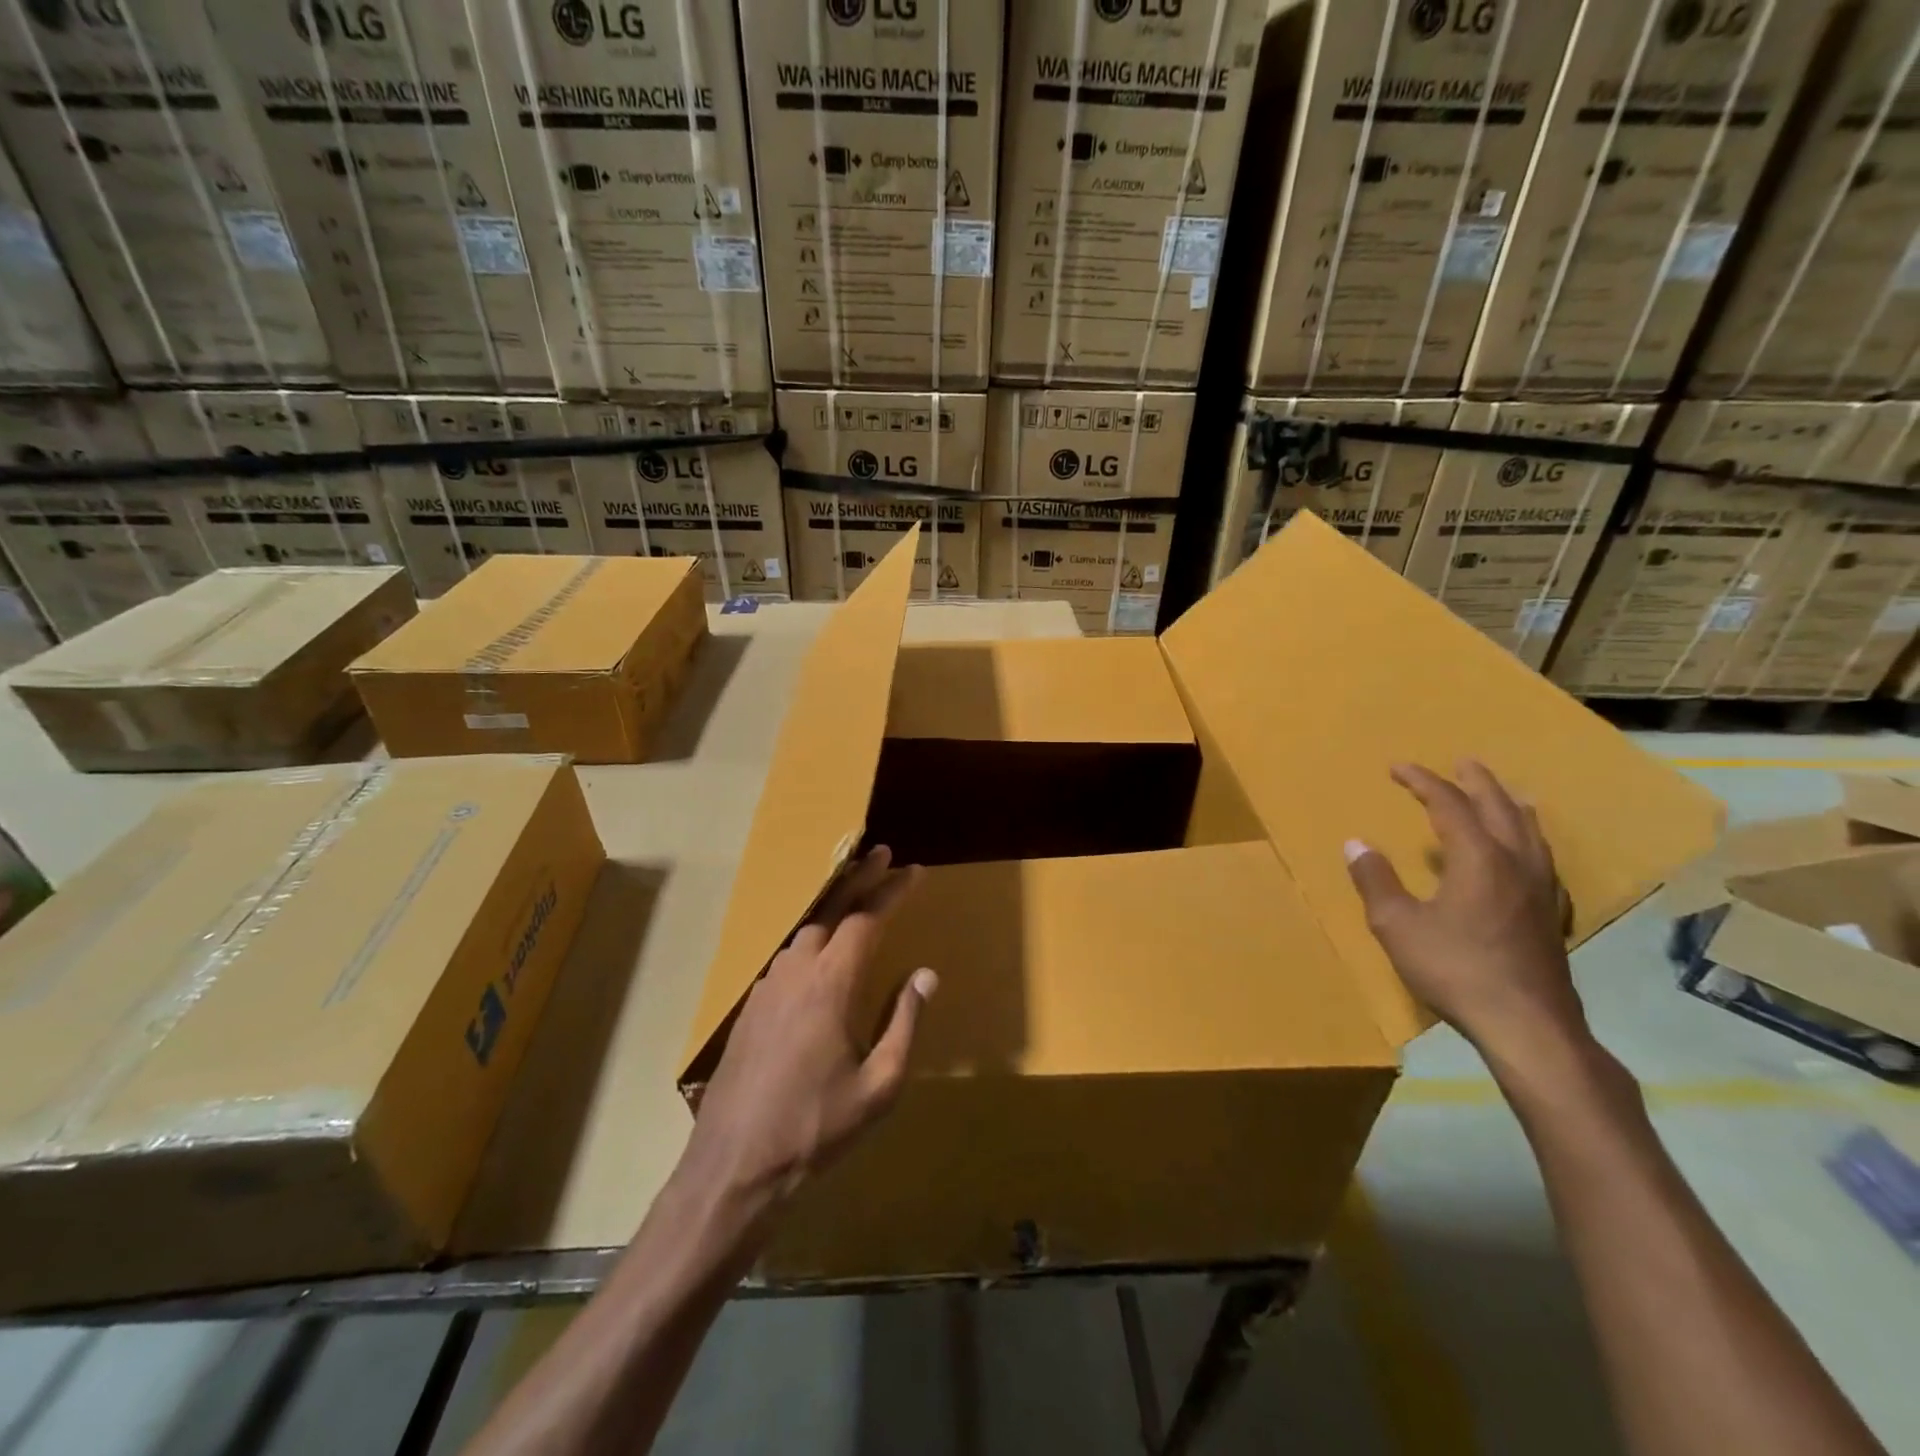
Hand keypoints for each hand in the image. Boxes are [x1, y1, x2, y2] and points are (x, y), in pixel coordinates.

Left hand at [685, 846, 936, 1207]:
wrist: (734, 1165)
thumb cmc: (816, 1127)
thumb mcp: (879, 1084)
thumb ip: (904, 1022)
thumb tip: (926, 975)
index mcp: (830, 983)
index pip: (865, 920)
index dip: (891, 892)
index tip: (913, 871)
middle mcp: (795, 971)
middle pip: (830, 909)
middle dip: (859, 878)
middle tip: (883, 854)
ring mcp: (767, 986)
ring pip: (805, 930)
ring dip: (834, 907)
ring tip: (857, 897)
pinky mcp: (751, 1006)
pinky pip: (788, 956)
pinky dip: (812, 938)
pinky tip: (820, 951)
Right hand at [1345, 761, 1589, 1064]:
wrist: (1527, 1025)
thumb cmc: (1455, 969)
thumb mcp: (1397, 925)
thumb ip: (1376, 881)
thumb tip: (1356, 844)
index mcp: (1478, 858)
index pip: (1449, 805)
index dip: (1423, 782)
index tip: (1397, 768)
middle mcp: (1515, 863)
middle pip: (1499, 808)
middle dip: (1477, 782)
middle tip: (1461, 762)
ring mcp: (1540, 890)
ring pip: (1530, 832)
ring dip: (1510, 806)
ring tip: (1505, 795)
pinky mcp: (1550, 915)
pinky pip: (1542, 860)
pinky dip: (1530, 841)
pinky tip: (1528, 855)